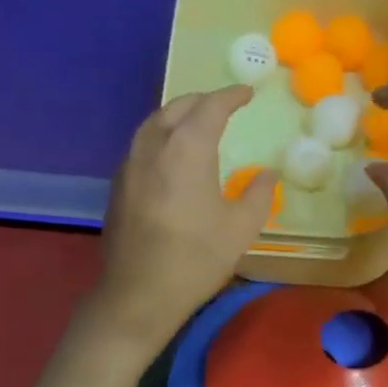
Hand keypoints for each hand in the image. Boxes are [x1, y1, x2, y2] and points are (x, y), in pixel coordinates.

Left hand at [95, 86, 276, 340]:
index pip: (210, 107)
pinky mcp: (119, 184)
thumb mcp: (241, 228)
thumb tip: (268, 173)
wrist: (139, 293)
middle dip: (203, 101)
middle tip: (225, 105)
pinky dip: (162, 135)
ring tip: (198, 122)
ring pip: (154, 123)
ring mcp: (130, 164)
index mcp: (187, 149)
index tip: (248, 92)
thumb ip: (258, 194)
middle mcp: (154, 146)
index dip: (231, 96)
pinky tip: (173, 154)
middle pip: (177, 107)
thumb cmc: (197, 258)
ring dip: (179, 115)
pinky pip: (143, 143)